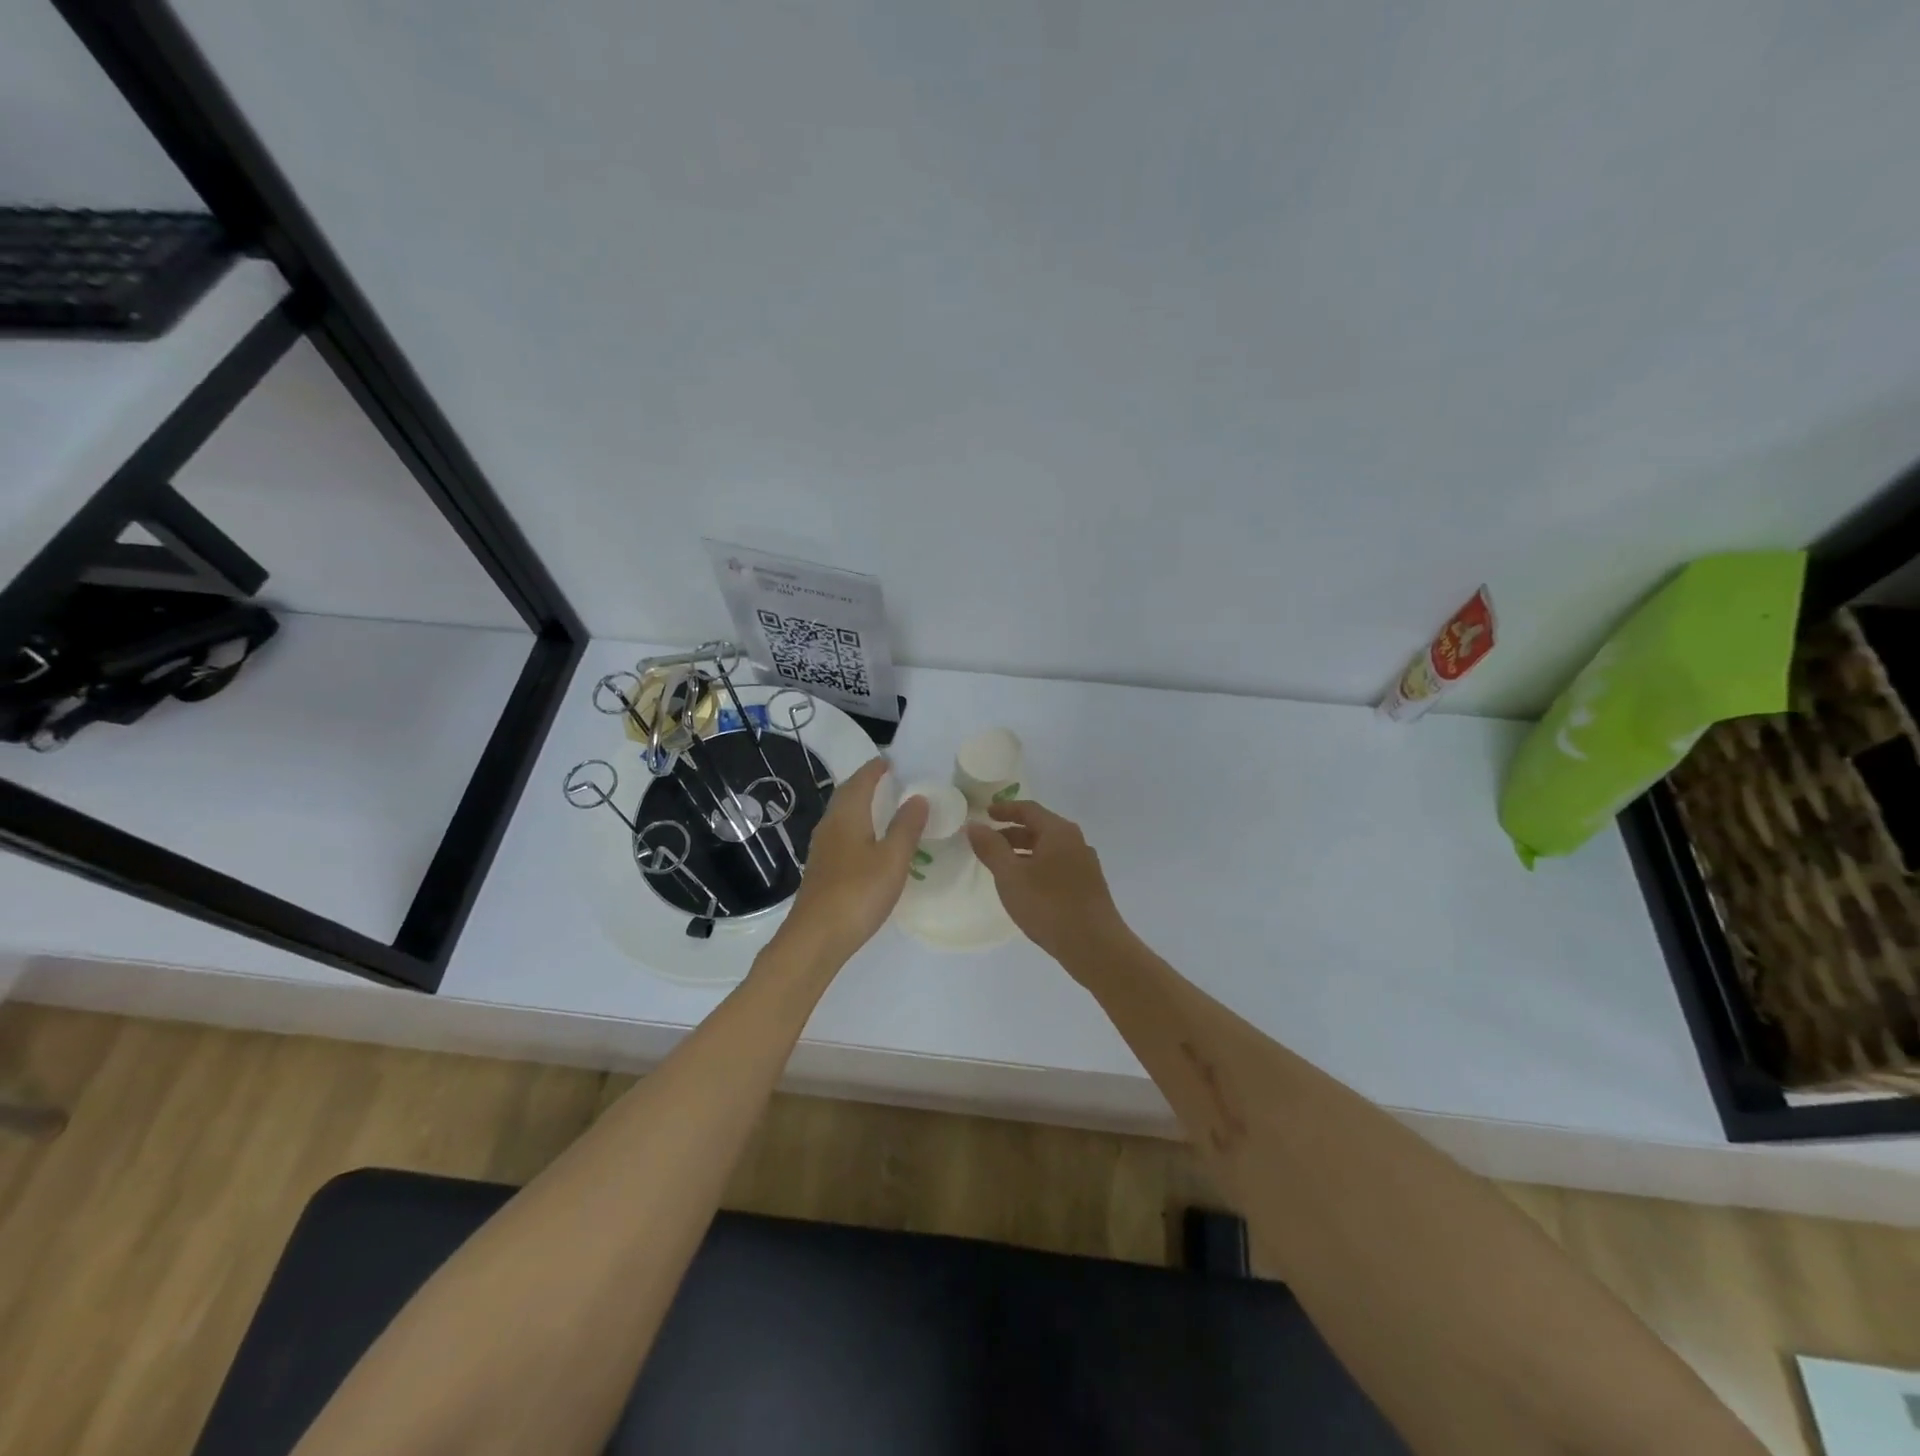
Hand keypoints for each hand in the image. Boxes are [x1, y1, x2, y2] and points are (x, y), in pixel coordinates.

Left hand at [775, 757, 928, 967]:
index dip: (875, 769)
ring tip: (881, 804)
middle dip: (865, 783)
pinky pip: (840, 833)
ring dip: (859, 804)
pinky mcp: (821, 869)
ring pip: (841, 814)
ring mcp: (822, 848)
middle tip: (887, 778)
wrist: (816, 937)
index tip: (890, 760)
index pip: (861, 781)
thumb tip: (918, 797)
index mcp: (848, 816)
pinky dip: (855, 825)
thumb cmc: (858, 893)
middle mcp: (830, 825)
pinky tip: (866, 841)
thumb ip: (907, 827)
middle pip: (846, 794)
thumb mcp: (893, 859)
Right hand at [967, 800, 1129, 967]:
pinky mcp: (1088, 886)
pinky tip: (1026, 887)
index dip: (1005, 809)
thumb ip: (991, 848)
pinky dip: (1037, 867)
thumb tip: (975, 825)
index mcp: (1059, 832)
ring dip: (1024, 852)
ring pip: (1049, 849)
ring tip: (1002, 867)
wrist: (1095, 946)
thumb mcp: (1011, 876)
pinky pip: (1057, 866)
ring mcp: (1085, 864)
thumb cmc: (1049, 905)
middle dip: (1012, 833)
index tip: (985, 814)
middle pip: (1040, 828)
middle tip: (988, 844)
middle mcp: (1076, 842)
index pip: (1028, 809)